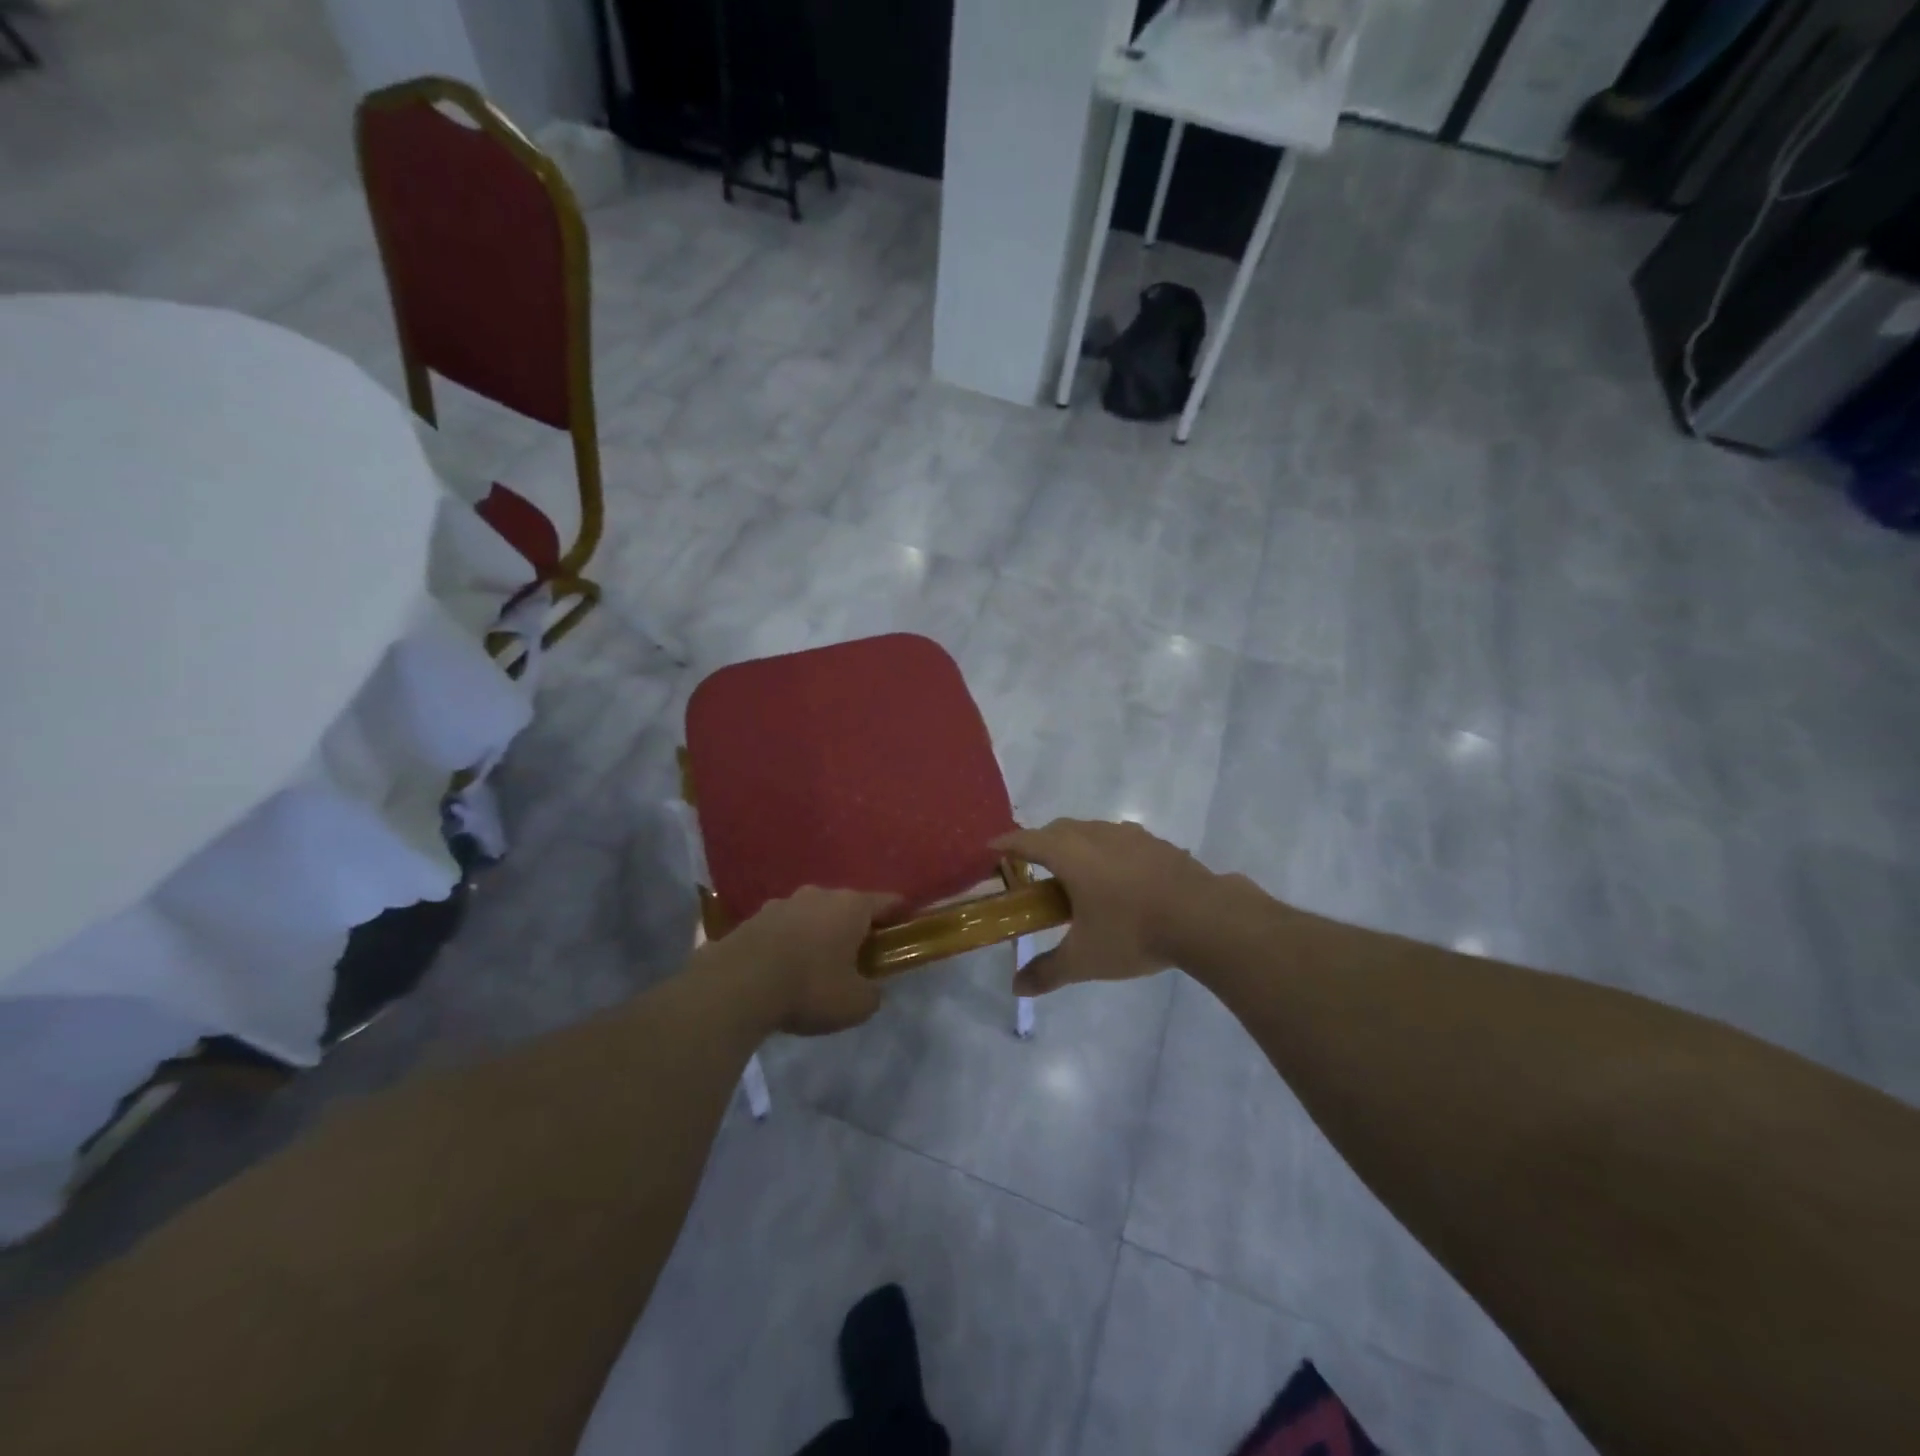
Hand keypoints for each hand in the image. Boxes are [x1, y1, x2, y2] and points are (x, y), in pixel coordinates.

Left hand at [707, 887, 900, 1035]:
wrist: (738, 985)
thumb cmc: (809, 987)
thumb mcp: (855, 1004)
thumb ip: (872, 994)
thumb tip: (871, 991)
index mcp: (851, 907)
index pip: (886, 901)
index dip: (899, 913)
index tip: (905, 925)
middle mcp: (819, 895)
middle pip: (846, 906)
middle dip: (853, 926)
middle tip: (858, 953)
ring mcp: (782, 903)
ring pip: (810, 914)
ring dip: (817, 932)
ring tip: (815, 962)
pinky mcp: (752, 919)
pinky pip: (781, 929)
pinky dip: (787, 942)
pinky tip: (782, 967)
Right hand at [992, 819, 1217, 995]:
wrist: (1204, 918)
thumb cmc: (1133, 933)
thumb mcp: (1085, 959)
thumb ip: (1048, 971)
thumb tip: (1016, 988)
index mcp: (1070, 855)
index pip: (1027, 840)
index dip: (1006, 843)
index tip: (991, 848)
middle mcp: (1096, 835)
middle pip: (1058, 829)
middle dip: (1039, 842)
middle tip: (1031, 865)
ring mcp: (1130, 835)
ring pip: (1090, 829)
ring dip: (1074, 842)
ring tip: (1074, 872)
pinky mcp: (1156, 843)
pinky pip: (1118, 838)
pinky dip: (1105, 849)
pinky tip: (1116, 876)